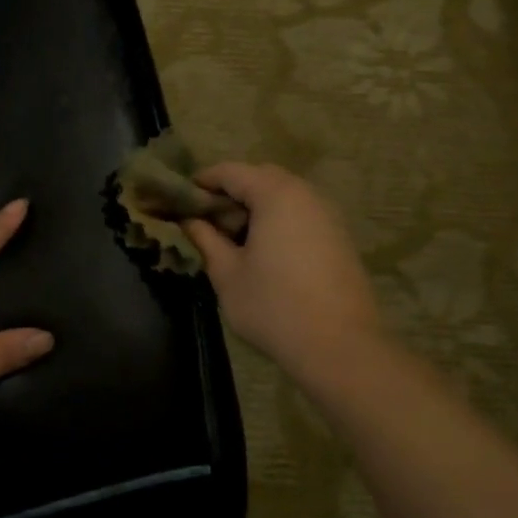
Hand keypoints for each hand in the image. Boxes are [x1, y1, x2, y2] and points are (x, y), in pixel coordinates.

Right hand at [184, 162, 382, 383]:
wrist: (339, 346)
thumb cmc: (273, 306)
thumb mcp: (226, 273)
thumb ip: (205, 239)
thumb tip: (187, 220)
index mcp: (275, 195)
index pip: (231, 171)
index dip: (201, 181)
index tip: (178, 199)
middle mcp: (306, 195)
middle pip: (260, 178)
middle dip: (229, 193)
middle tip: (205, 221)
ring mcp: (328, 216)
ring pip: (283, 196)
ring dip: (254, 208)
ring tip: (231, 240)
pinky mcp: (338, 238)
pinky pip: (300, 215)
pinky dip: (276, 222)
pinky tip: (262, 253)